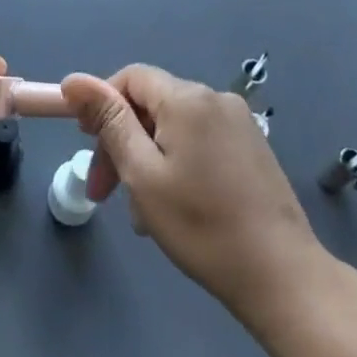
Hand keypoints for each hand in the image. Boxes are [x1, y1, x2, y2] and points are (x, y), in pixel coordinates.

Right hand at [61, 65, 338, 330]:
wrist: (283, 278)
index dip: (102, 104)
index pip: (130, 78)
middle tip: (105, 192)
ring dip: (147, 159)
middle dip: (122, 141)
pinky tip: (174, 207)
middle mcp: (214, 98)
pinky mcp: (252, 147)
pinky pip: (199, 141)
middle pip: (152, 104)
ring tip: (142, 213)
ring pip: (174, 127)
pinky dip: (177, 164)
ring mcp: (238, 122)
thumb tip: (73, 79)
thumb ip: (108, 121)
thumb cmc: (203, 227)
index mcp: (187, 98)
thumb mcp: (142, 174)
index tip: (86, 145)